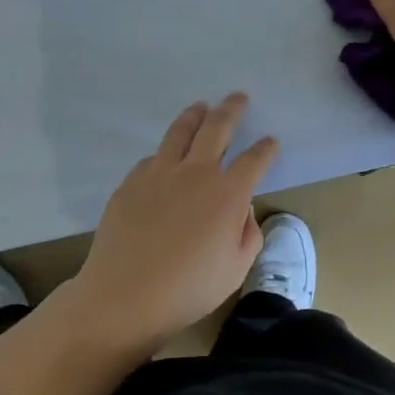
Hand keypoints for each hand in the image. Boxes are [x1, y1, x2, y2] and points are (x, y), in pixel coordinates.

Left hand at [62, 93, 277, 351]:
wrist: (124, 296)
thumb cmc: (188, 289)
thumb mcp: (236, 269)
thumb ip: (247, 234)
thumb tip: (242, 211)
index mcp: (228, 194)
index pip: (254, 160)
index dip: (266, 149)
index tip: (270, 142)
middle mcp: (196, 173)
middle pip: (217, 127)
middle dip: (231, 109)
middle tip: (238, 98)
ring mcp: (159, 173)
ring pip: (180, 131)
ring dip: (195, 115)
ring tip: (201, 106)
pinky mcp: (131, 182)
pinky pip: (153, 158)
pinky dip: (166, 153)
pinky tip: (166, 158)